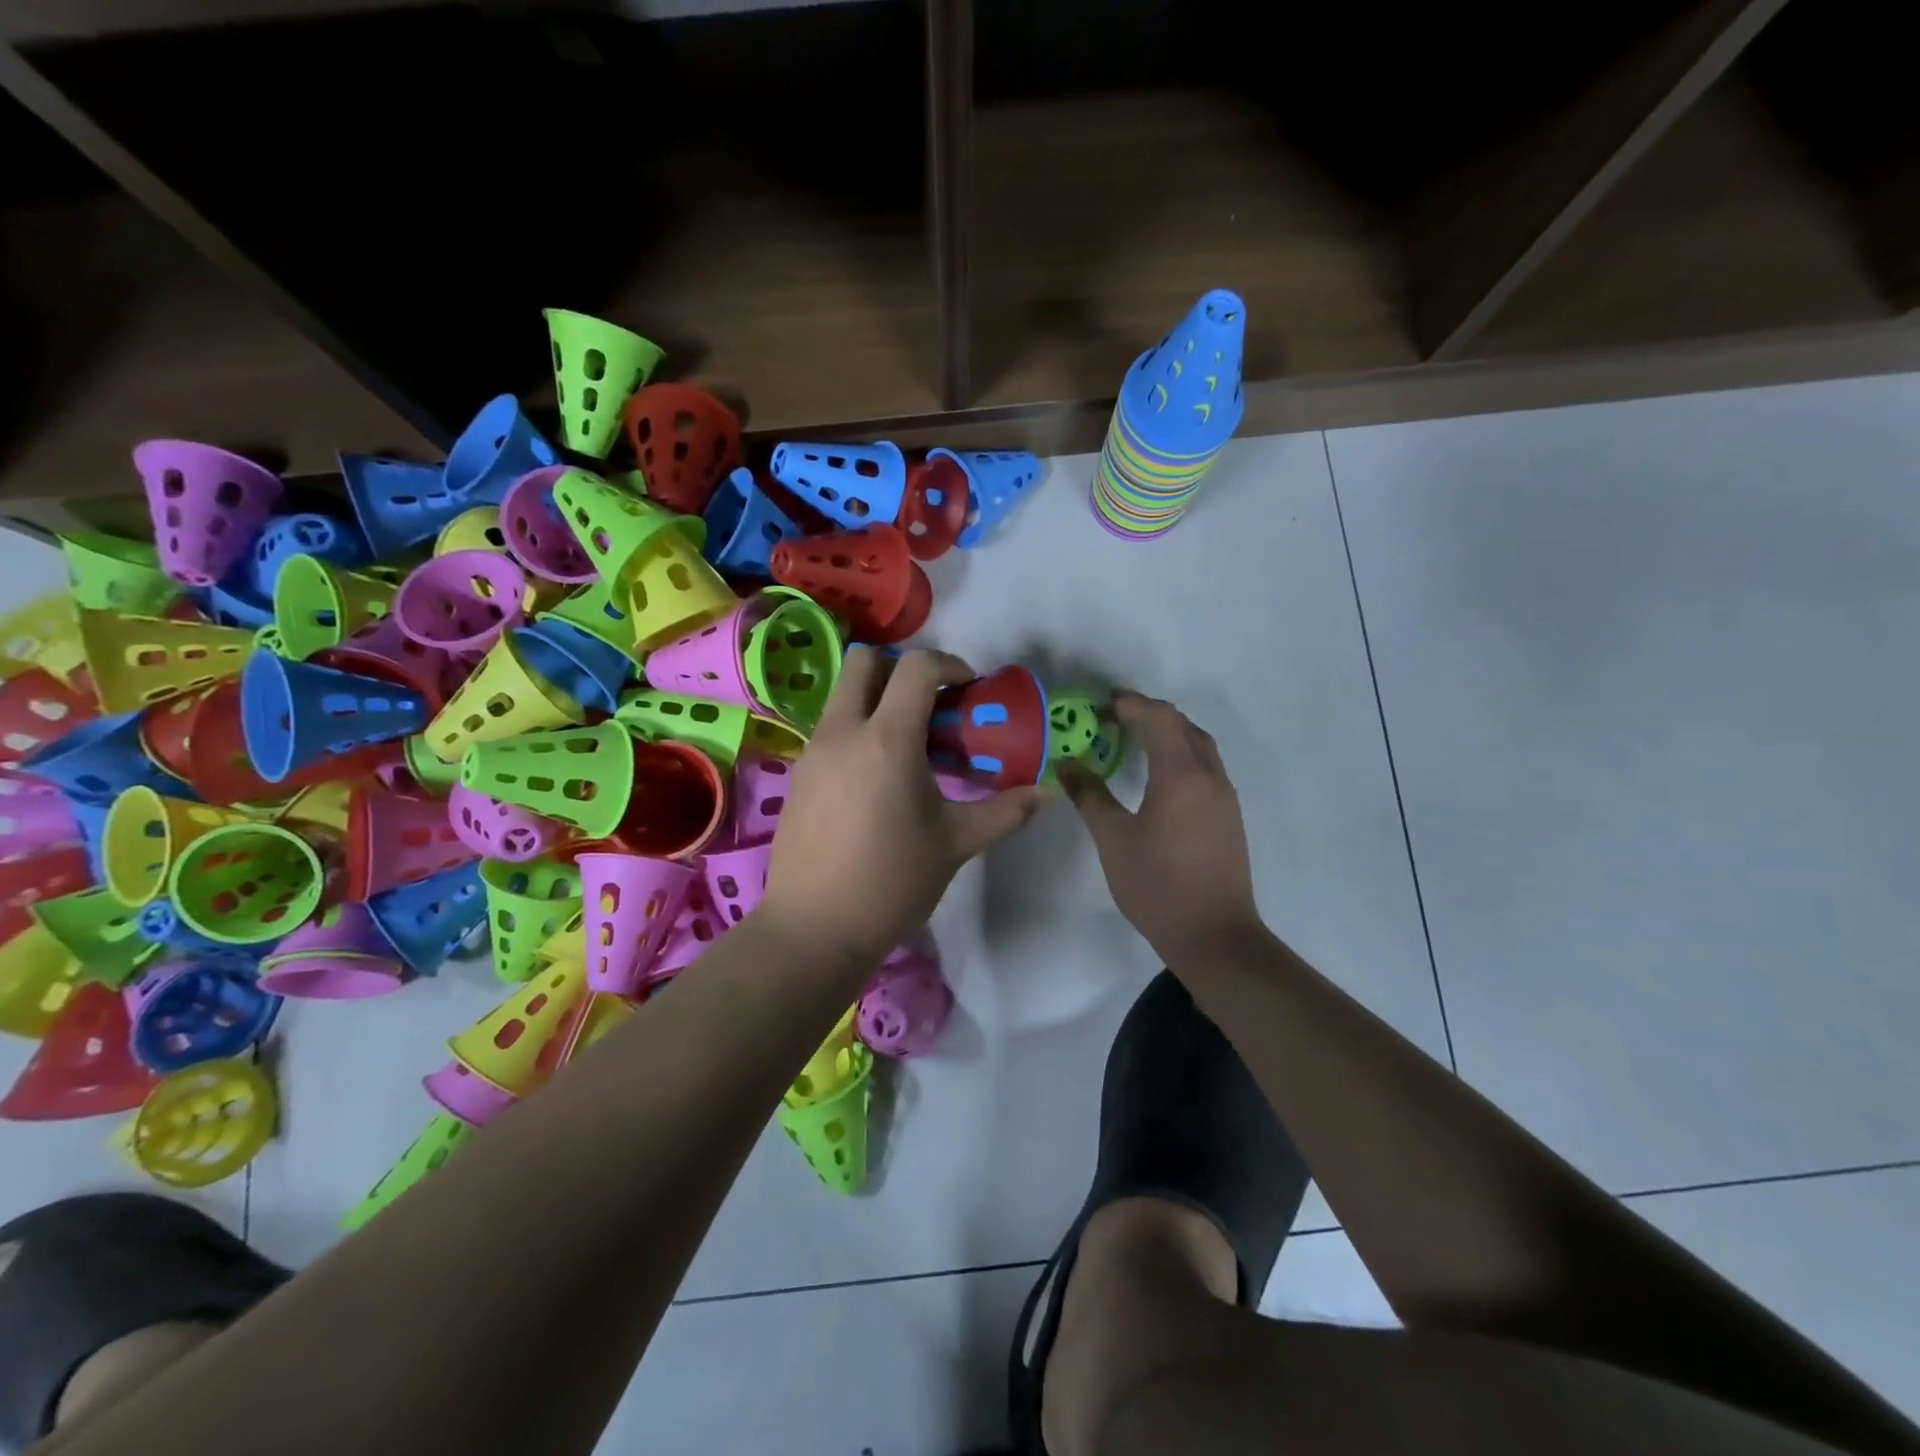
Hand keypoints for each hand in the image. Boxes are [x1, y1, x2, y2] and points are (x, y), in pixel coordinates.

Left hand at [759, 648, 1049, 970]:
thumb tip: (1046, 794)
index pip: (917, 667)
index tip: (969, 690)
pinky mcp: (799, 774)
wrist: (815, 927)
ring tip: (907, 745)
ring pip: (843, 694)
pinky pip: (830, 728)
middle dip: (901, 668)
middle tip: (930, 705)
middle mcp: (844, 731)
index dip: (950, 665)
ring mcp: (813, 751)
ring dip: (877, 699)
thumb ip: (1004, 811)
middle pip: (865, 661)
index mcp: (888, 739)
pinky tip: (876, 778)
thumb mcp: (956, 843)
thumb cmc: (892, 881)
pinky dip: (857, 729)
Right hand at [1058, 692, 1263, 965]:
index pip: (1159, 719)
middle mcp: (1210, 776)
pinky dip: (1181, 753)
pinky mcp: (1229, 815)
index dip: (1131, 705)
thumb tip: (1067, 764)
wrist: (1215, 937)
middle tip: (1114, 717)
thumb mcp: (1114, 840)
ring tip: (1135, 738)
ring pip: (1199, 745)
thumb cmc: (1158, 886)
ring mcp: (1225, 796)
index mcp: (1181, 776)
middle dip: (1150, 713)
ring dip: (1169, 732)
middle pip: (1183, 725)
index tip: (1101, 704)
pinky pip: (1206, 766)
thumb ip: (1090, 796)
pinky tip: (1160, 774)